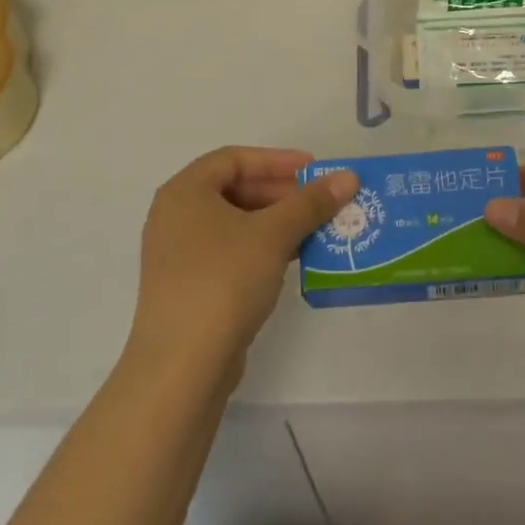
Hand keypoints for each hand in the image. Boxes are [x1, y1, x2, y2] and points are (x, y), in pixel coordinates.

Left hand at [126, 146, 357, 376]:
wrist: (182, 365)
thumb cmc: (223, 281)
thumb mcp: (273, 235)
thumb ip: (311, 203)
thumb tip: (348, 177)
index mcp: (184, 192)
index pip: (234, 159)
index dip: (277, 160)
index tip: (314, 170)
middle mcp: (176, 216)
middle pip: (235, 189)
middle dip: (281, 193)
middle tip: (320, 201)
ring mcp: (180, 254)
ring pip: (236, 224)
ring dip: (276, 222)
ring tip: (316, 229)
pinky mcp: (190, 286)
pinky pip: (231, 252)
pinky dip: (262, 248)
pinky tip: (293, 259)